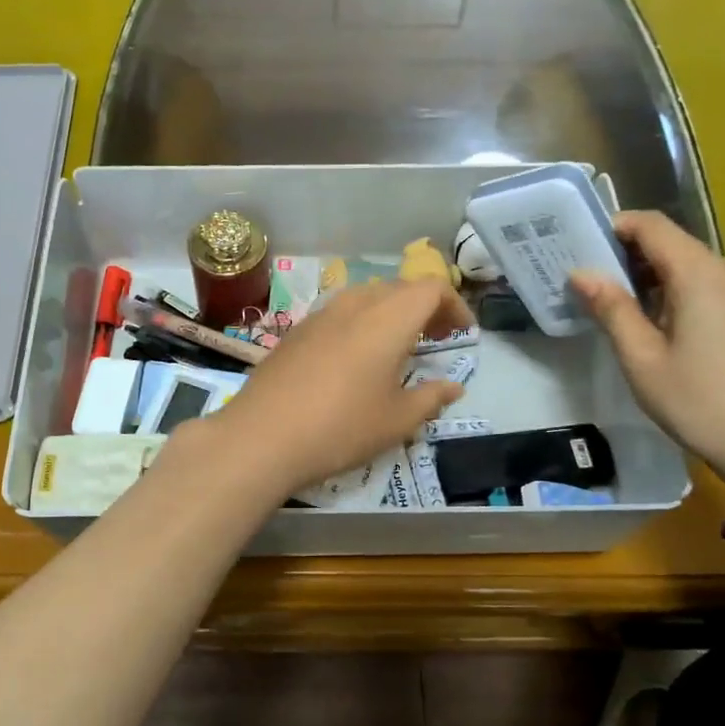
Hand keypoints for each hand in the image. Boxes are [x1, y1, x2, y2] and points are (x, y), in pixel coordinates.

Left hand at [199, 279, 474, 500]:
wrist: (261, 437)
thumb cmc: (341, 428)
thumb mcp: (397, 421)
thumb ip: (430, 398)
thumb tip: (452, 387)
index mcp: (388, 319)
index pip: (431, 288)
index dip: (454, 306)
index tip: (463, 334)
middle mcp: (355, 305)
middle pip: (399, 288)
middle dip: (425, 307)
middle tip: (437, 338)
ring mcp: (320, 315)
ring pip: (366, 297)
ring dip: (390, 313)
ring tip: (398, 347)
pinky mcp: (295, 331)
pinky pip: (339, 313)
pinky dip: (360, 323)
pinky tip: (354, 358)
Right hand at [570, 211, 724, 494]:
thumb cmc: (696, 399)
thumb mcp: (641, 357)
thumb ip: (611, 309)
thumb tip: (581, 273)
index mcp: (698, 273)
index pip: (652, 225)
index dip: (615, 227)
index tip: (580, 245)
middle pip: (670, 243)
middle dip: (626, 254)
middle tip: (586, 280)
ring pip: (686, 266)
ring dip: (648, 276)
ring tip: (612, 305)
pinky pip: (703, 286)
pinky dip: (671, 292)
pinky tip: (651, 325)